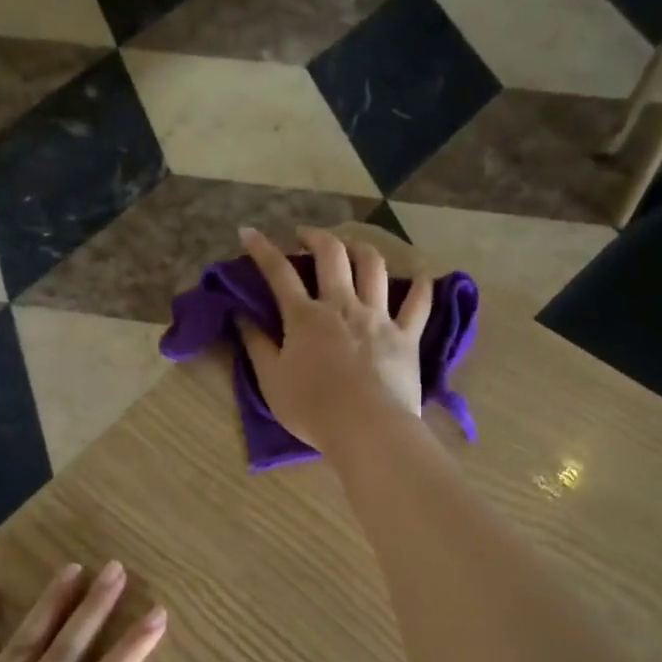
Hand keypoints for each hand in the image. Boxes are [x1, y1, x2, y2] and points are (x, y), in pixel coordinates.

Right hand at [237, 226, 433, 452]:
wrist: (366, 428)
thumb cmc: (312, 409)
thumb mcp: (271, 380)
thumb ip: (256, 344)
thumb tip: (241, 315)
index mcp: (305, 317)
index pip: (279, 273)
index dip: (262, 249)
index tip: (249, 232)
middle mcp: (342, 305)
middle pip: (332, 255)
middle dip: (316, 236)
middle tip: (306, 235)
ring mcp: (379, 318)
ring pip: (373, 267)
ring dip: (361, 248)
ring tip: (353, 246)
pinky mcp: (406, 336)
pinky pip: (418, 304)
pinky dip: (420, 285)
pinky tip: (420, 274)